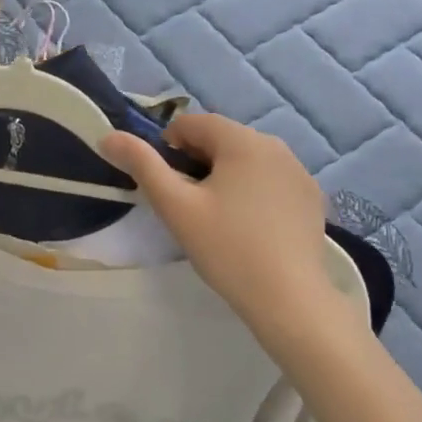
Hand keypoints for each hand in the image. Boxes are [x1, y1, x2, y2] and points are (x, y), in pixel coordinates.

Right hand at [102, 114, 337, 335]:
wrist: (288, 297)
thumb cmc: (226, 248)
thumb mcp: (176, 207)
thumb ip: (142, 165)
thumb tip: (109, 136)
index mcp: (243, 141)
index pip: (194, 123)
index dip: (169, 146)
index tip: (166, 183)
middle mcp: (277, 147)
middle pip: (223, 140)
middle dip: (198, 162)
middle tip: (188, 205)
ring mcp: (299, 173)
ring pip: (248, 161)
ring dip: (226, 176)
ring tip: (217, 218)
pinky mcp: (312, 198)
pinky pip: (272, 181)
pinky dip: (253, 192)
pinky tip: (249, 228)